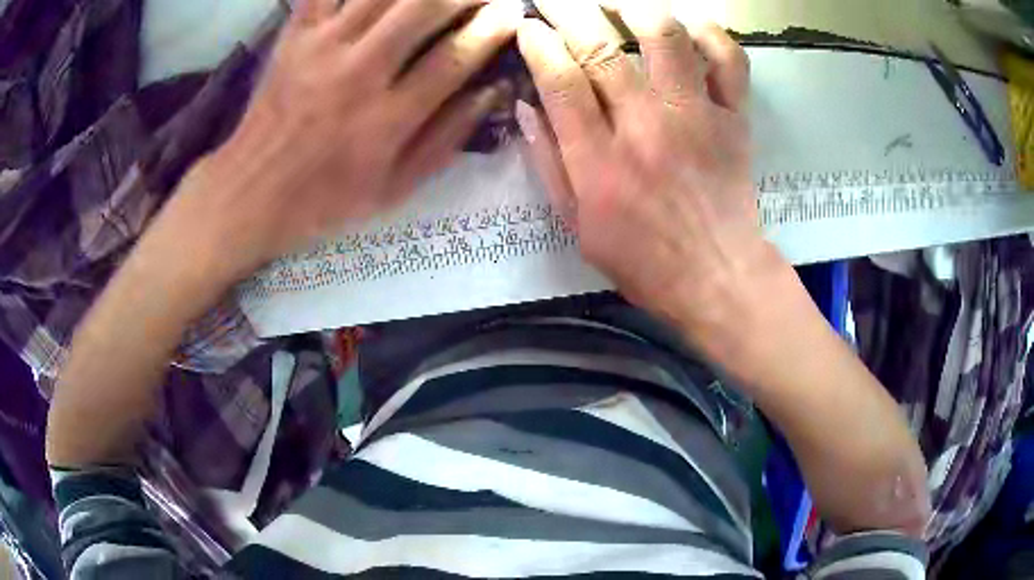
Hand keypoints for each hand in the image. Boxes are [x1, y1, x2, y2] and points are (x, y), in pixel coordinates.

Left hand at [173, 0, 521, 280]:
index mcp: (385, 120)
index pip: (454, 58)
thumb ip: (446, 139)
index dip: (491, 29)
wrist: (253, 190)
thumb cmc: (326, 196)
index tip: (512, 14)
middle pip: (422, 8)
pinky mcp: (295, 34)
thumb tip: (493, 91)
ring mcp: (321, 46)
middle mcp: (357, 73)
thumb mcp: (394, 189)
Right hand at [516, 0, 782, 344]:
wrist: (718, 276)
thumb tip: (527, 106)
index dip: (538, 43)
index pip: (560, 80)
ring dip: (636, 9)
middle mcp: (645, 126)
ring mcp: (695, 117)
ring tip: (619, 5)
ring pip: (666, 37)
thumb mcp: (577, 226)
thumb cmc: (644, 260)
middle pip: (601, 48)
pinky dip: (710, 34)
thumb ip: (548, 164)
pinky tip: (689, 27)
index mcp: (599, 160)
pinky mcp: (734, 118)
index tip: (528, 26)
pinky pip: (728, 61)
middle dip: (568, 10)